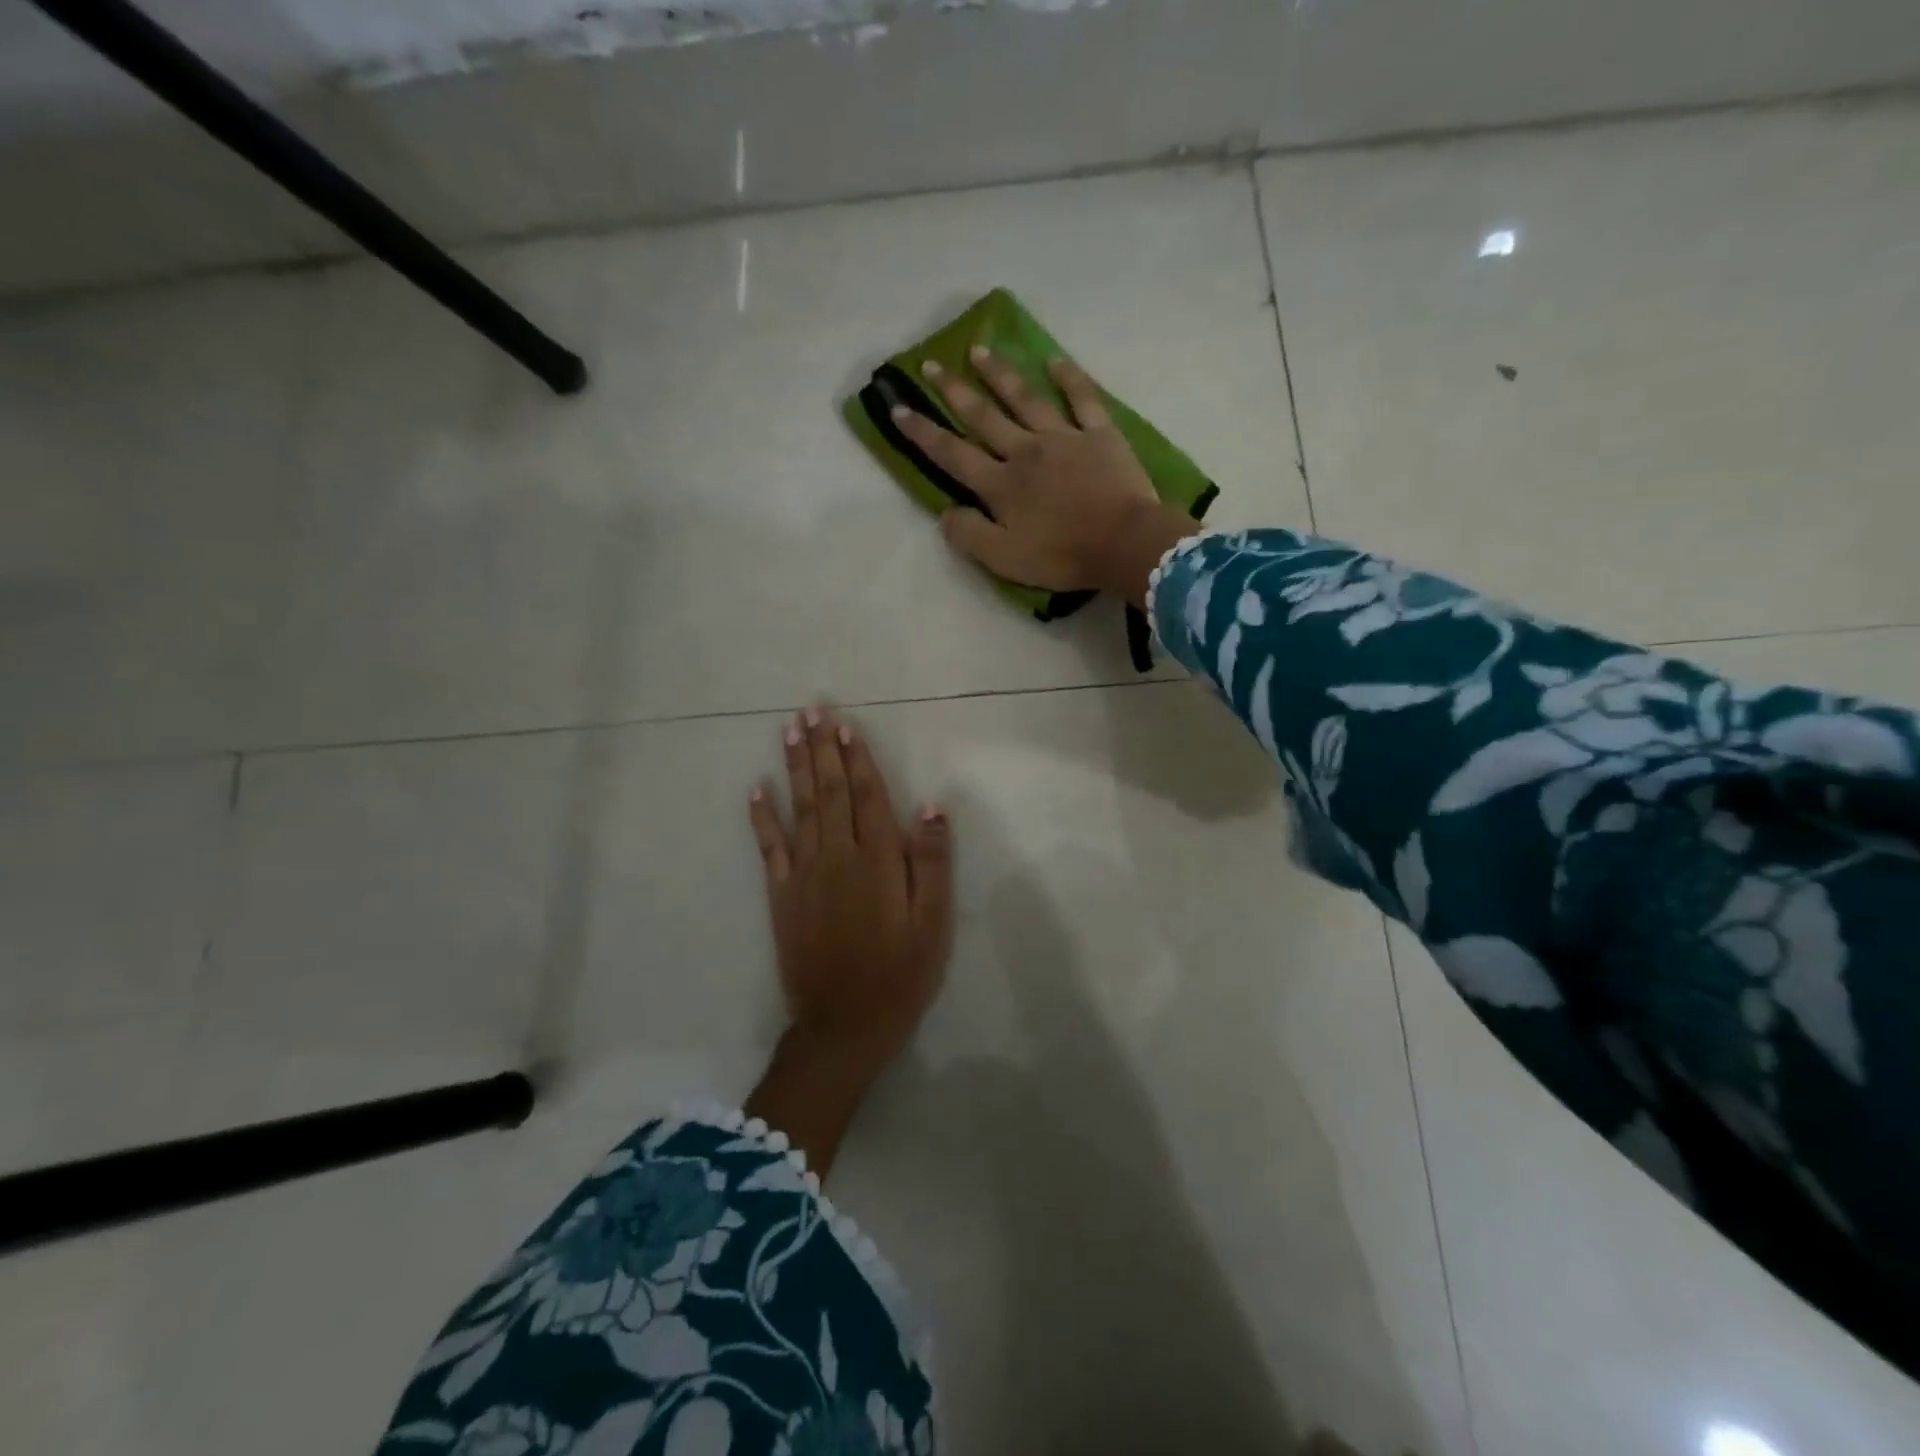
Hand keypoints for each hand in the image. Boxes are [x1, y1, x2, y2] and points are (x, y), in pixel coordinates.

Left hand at [743, 706, 953, 1174]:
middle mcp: (837, 858)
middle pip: (828, 792)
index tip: (846, 725)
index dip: (857, 759)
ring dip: (794, 767)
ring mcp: (804, 875)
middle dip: (821, 749)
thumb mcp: (933, 924)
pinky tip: (756, 789)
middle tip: (810, 710)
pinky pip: (769, 847)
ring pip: (799, 809)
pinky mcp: (781, 896)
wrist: (843, 1026)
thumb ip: (931, 863)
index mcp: (877, 862)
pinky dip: (761, 816)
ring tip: (789, 731)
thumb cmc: (900, 975)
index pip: (866, 797)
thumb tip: (929, 807)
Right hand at [893, 346, 1197, 605]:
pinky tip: (1053, 360)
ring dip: (999, 373)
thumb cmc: (1062, 556)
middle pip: (983, 416)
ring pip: (1024, 398)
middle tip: (932, 363)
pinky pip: (1082, 398)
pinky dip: (1068, 377)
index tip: (898, 407)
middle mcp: (1024, 451)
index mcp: (1000, 484)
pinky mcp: (1099, 434)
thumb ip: (968, 534)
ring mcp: (1063, 437)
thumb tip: (945, 511)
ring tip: (979, 351)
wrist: (1124, 543)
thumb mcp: (1003, 559)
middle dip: (954, 390)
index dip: (923, 432)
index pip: (952, 453)